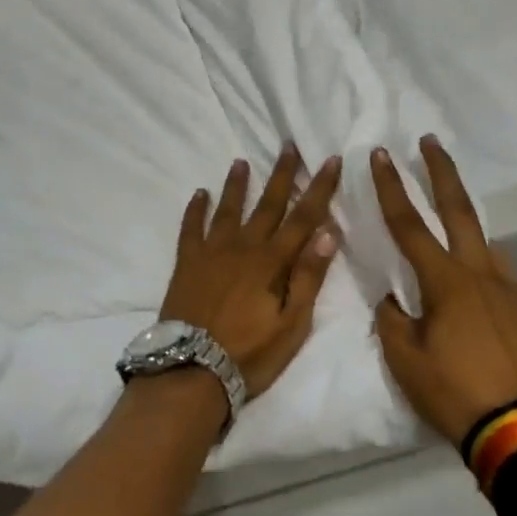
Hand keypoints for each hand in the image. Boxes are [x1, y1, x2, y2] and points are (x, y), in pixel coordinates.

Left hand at [161, 145, 342, 397]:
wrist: (191, 371)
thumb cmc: (250, 354)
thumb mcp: (292, 324)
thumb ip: (308, 277)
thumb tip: (328, 232)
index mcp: (272, 261)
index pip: (303, 217)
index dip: (319, 188)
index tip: (329, 159)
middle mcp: (243, 246)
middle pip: (267, 204)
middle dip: (281, 174)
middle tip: (288, 145)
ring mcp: (211, 252)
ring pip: (228, 209)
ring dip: (236, 184)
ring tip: (241, 161)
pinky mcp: (186, 263)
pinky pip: (190, 228)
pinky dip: (195, 209)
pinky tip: (199, 193)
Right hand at [371, 135, 516, 447]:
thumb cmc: (454, 393)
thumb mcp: (404, 360)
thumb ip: (391, 320)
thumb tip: (392, 299)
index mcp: (445, 282)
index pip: (409, 224)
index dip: (391, 187)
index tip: (381, 154)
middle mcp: (481, 274)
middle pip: (459, 210)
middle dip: (441, 171)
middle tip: (430, 141)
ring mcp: (512, 291)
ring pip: (486, 246)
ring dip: (466, 230)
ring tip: (453, 241)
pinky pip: (504, 281)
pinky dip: (486, 276)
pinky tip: (481, 301)